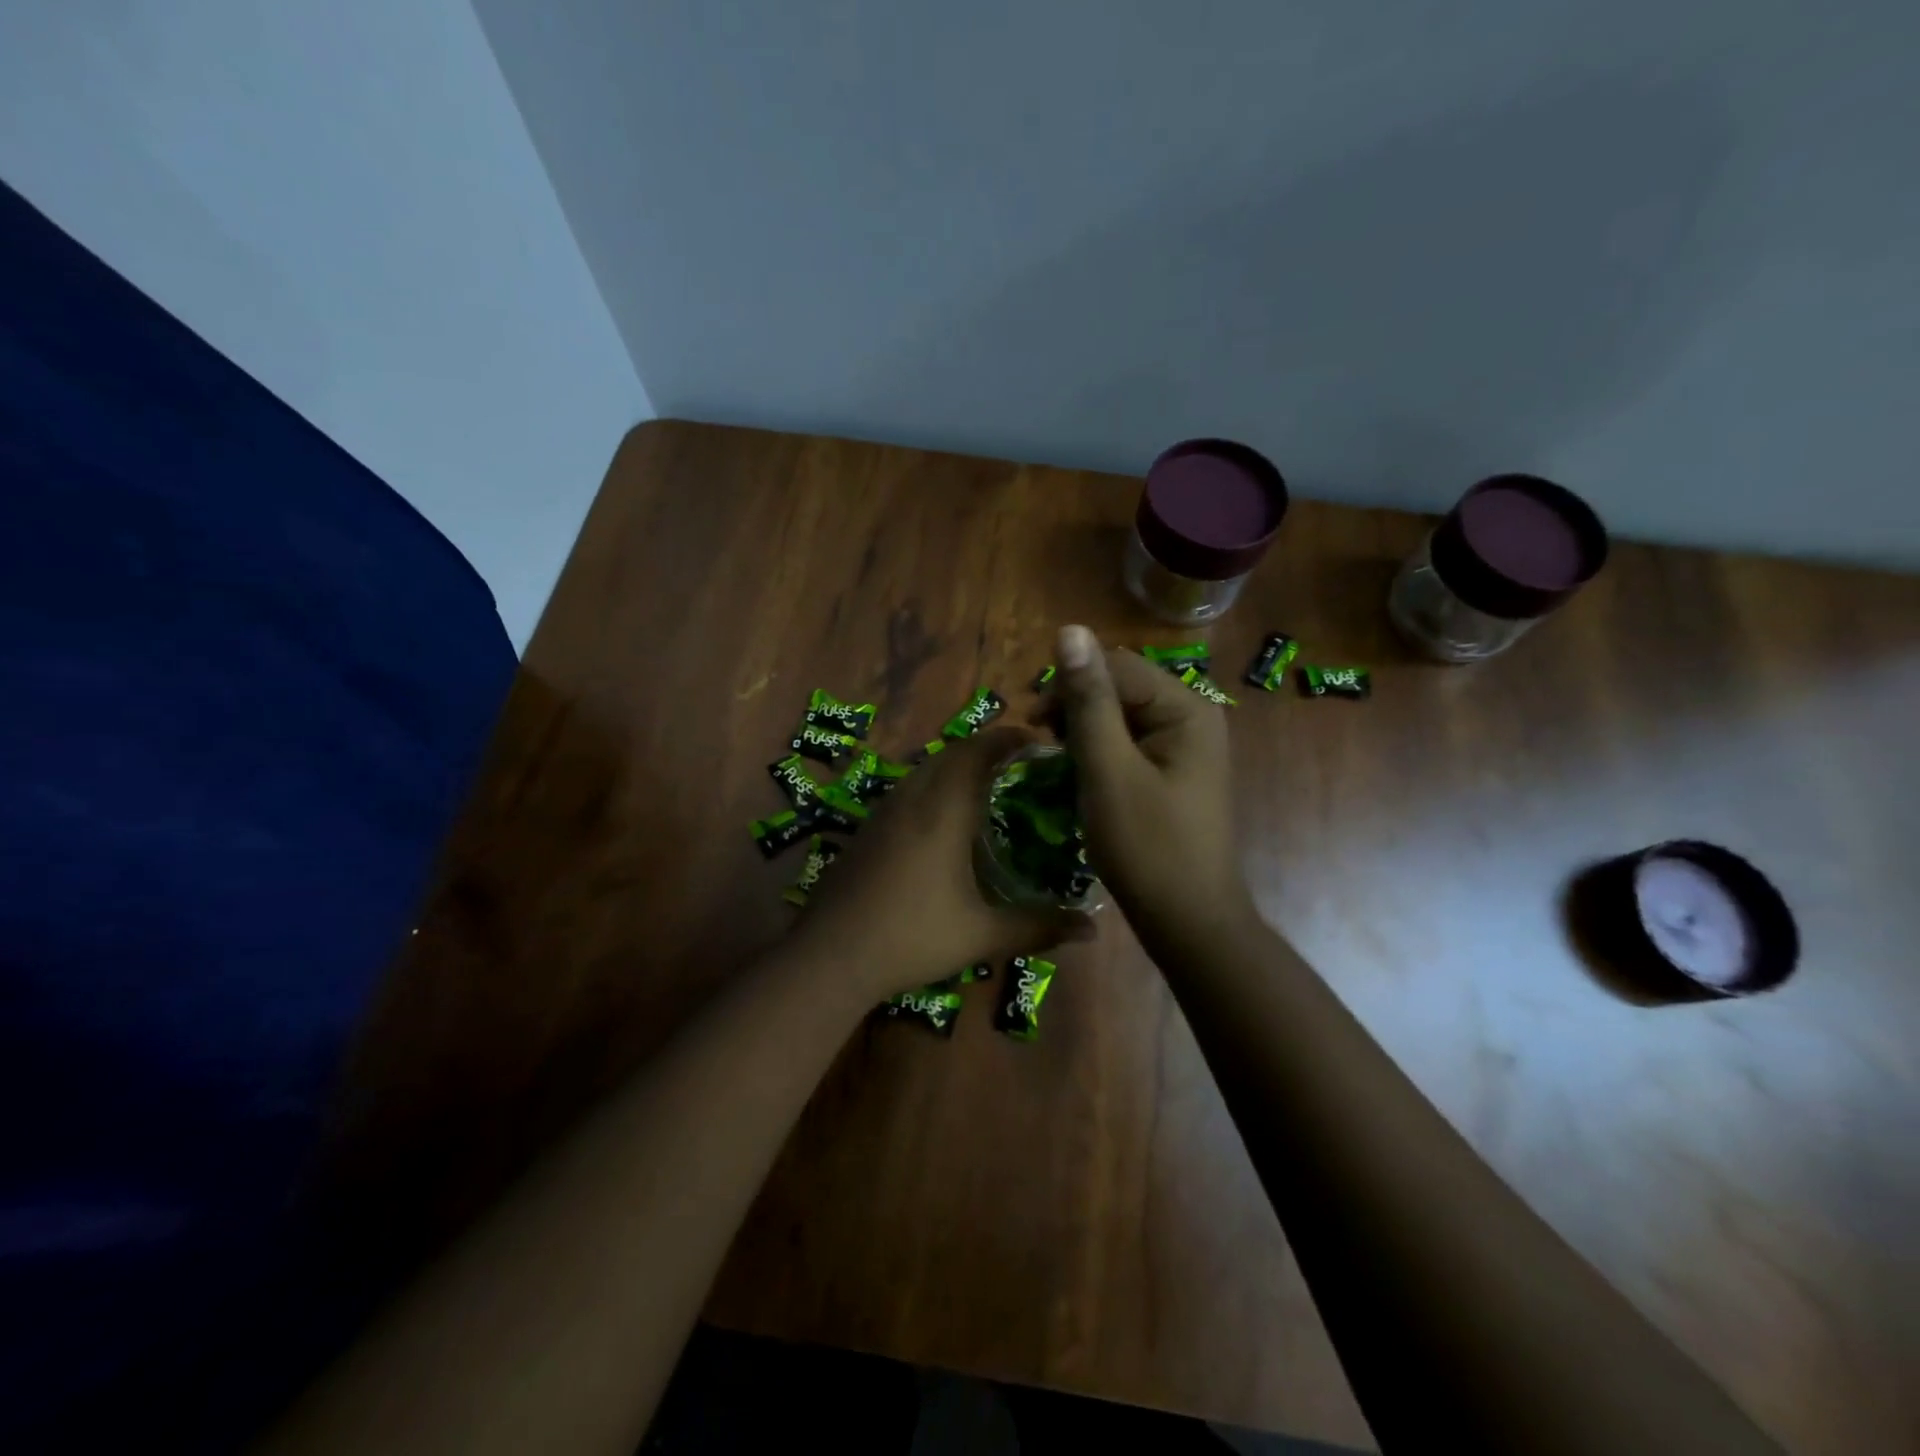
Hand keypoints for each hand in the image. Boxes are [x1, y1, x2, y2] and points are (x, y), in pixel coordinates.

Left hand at [792, 725, 1091, 1003]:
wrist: (830, 955)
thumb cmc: (912, 937)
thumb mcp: (982, 936)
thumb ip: (1038, 927)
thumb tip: (1092, 929)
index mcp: (943, 811)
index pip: (978, 752)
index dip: (1008, 739)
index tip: (1037, 742)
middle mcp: (911, 799)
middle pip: (950, 753)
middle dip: (985, 749)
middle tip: (1018, 765)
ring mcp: (882, 812)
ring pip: (924, 769)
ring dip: (955, 766)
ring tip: (985, 787)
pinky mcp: (865, 829)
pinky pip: (906, 790)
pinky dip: (931, 786)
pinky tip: (940, 820)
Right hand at [1049, 625, 1254, 945]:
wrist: (1187, 921)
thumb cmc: (1146, 846)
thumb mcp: (1108, 769)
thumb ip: (1088, 699)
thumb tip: (1070, 629)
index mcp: (1186, 708)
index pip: (1116, 666)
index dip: (1070, 686)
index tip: (1034, 726)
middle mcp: (1191, 717)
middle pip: (1120, 687)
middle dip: (1076, 709)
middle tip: (1044, 748)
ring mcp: (1184, 746)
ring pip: (1120, 716)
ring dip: (1083, 731)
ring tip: (1059, 763)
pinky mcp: (1172, 771)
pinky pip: (1128, 743)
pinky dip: (1099, 752)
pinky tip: (1081, 775)